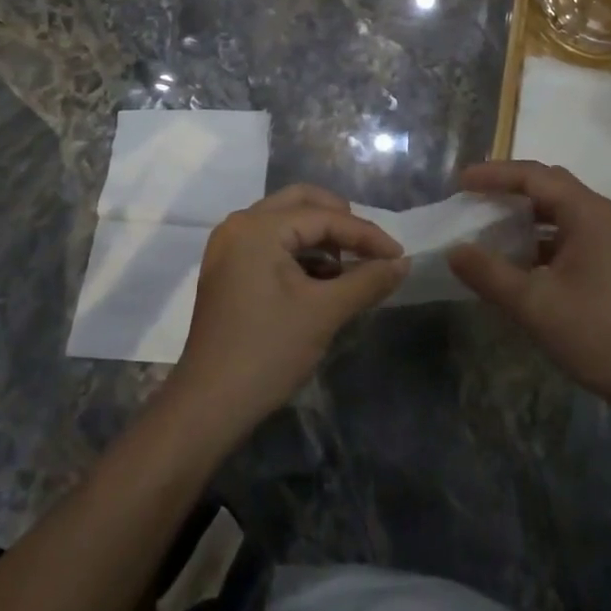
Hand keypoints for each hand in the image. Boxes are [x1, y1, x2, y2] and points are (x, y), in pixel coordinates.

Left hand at [168, 185, 407, 437]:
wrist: (207, 407)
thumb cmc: (268, 351)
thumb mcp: (324, 312)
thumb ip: (367, 280)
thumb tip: (403, 263)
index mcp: (259, 226)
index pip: (325, 216)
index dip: (366, 235)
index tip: (399, 255)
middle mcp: (240, 224)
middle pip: (302, 203)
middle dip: (341, 222)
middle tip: (370, 249)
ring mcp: (229, 246)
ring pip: (286, 222)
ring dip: (321, 239)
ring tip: (350, 269)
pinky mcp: (227, 269)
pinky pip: (271, 243)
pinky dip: (300, 253)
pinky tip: (322, 281)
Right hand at [448, 160, 610, 424]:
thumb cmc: (596, 333)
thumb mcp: (534, 305)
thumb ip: (490, 274)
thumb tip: (453, 250)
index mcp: (584, 211)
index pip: (532, 175)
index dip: (494, 175)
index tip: (461, 182)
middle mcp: (598, 213)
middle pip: (547, 184)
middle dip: (508, 186)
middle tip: (473, 195)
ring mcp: (606, 237)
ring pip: (557, 209)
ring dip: (523, 212)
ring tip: (489, 222)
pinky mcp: (607, 260)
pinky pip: (565, 232)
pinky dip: (538, 236)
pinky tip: (517, 257)